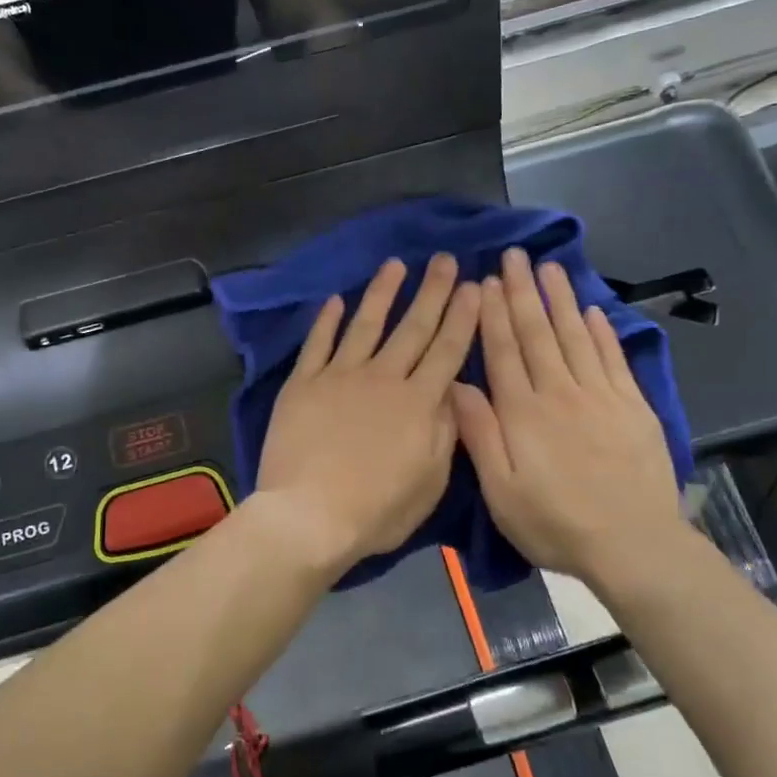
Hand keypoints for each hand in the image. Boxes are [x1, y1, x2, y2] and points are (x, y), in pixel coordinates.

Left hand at [255, 255, 480, 573]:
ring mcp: (339, 376)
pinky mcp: (303, 383)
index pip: (447, 350)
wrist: (309, 516)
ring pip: (366, 324)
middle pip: (413, 327)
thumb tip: (452, 391)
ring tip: (395, 264)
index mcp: (418, 402)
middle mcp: (382, 378)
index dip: (462, 316)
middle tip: (445, 260)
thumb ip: (445, 431)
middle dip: (432, 291)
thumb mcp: (430, 482)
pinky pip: (318, 344)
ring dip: (382, 292)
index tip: (474, 286)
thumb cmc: (376, 510)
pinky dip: (326, 320)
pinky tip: (335, 299)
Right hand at [452, 249, 692, 588]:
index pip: (504, 351)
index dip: (494, 314)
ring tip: (549, 266)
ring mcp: (601, 396)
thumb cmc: (554, 523)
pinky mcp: (633, 407)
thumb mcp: (500, 491)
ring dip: (560, 299)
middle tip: (515, 256)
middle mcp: (560, 393)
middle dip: (524, 292)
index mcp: (523, 412)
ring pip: (575, 336)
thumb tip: (456, 384)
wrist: (632, 545)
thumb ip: (479, 434)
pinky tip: (592, 310)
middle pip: (538, 333)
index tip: (487, 281)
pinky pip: (613, 358)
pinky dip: (602, 331)